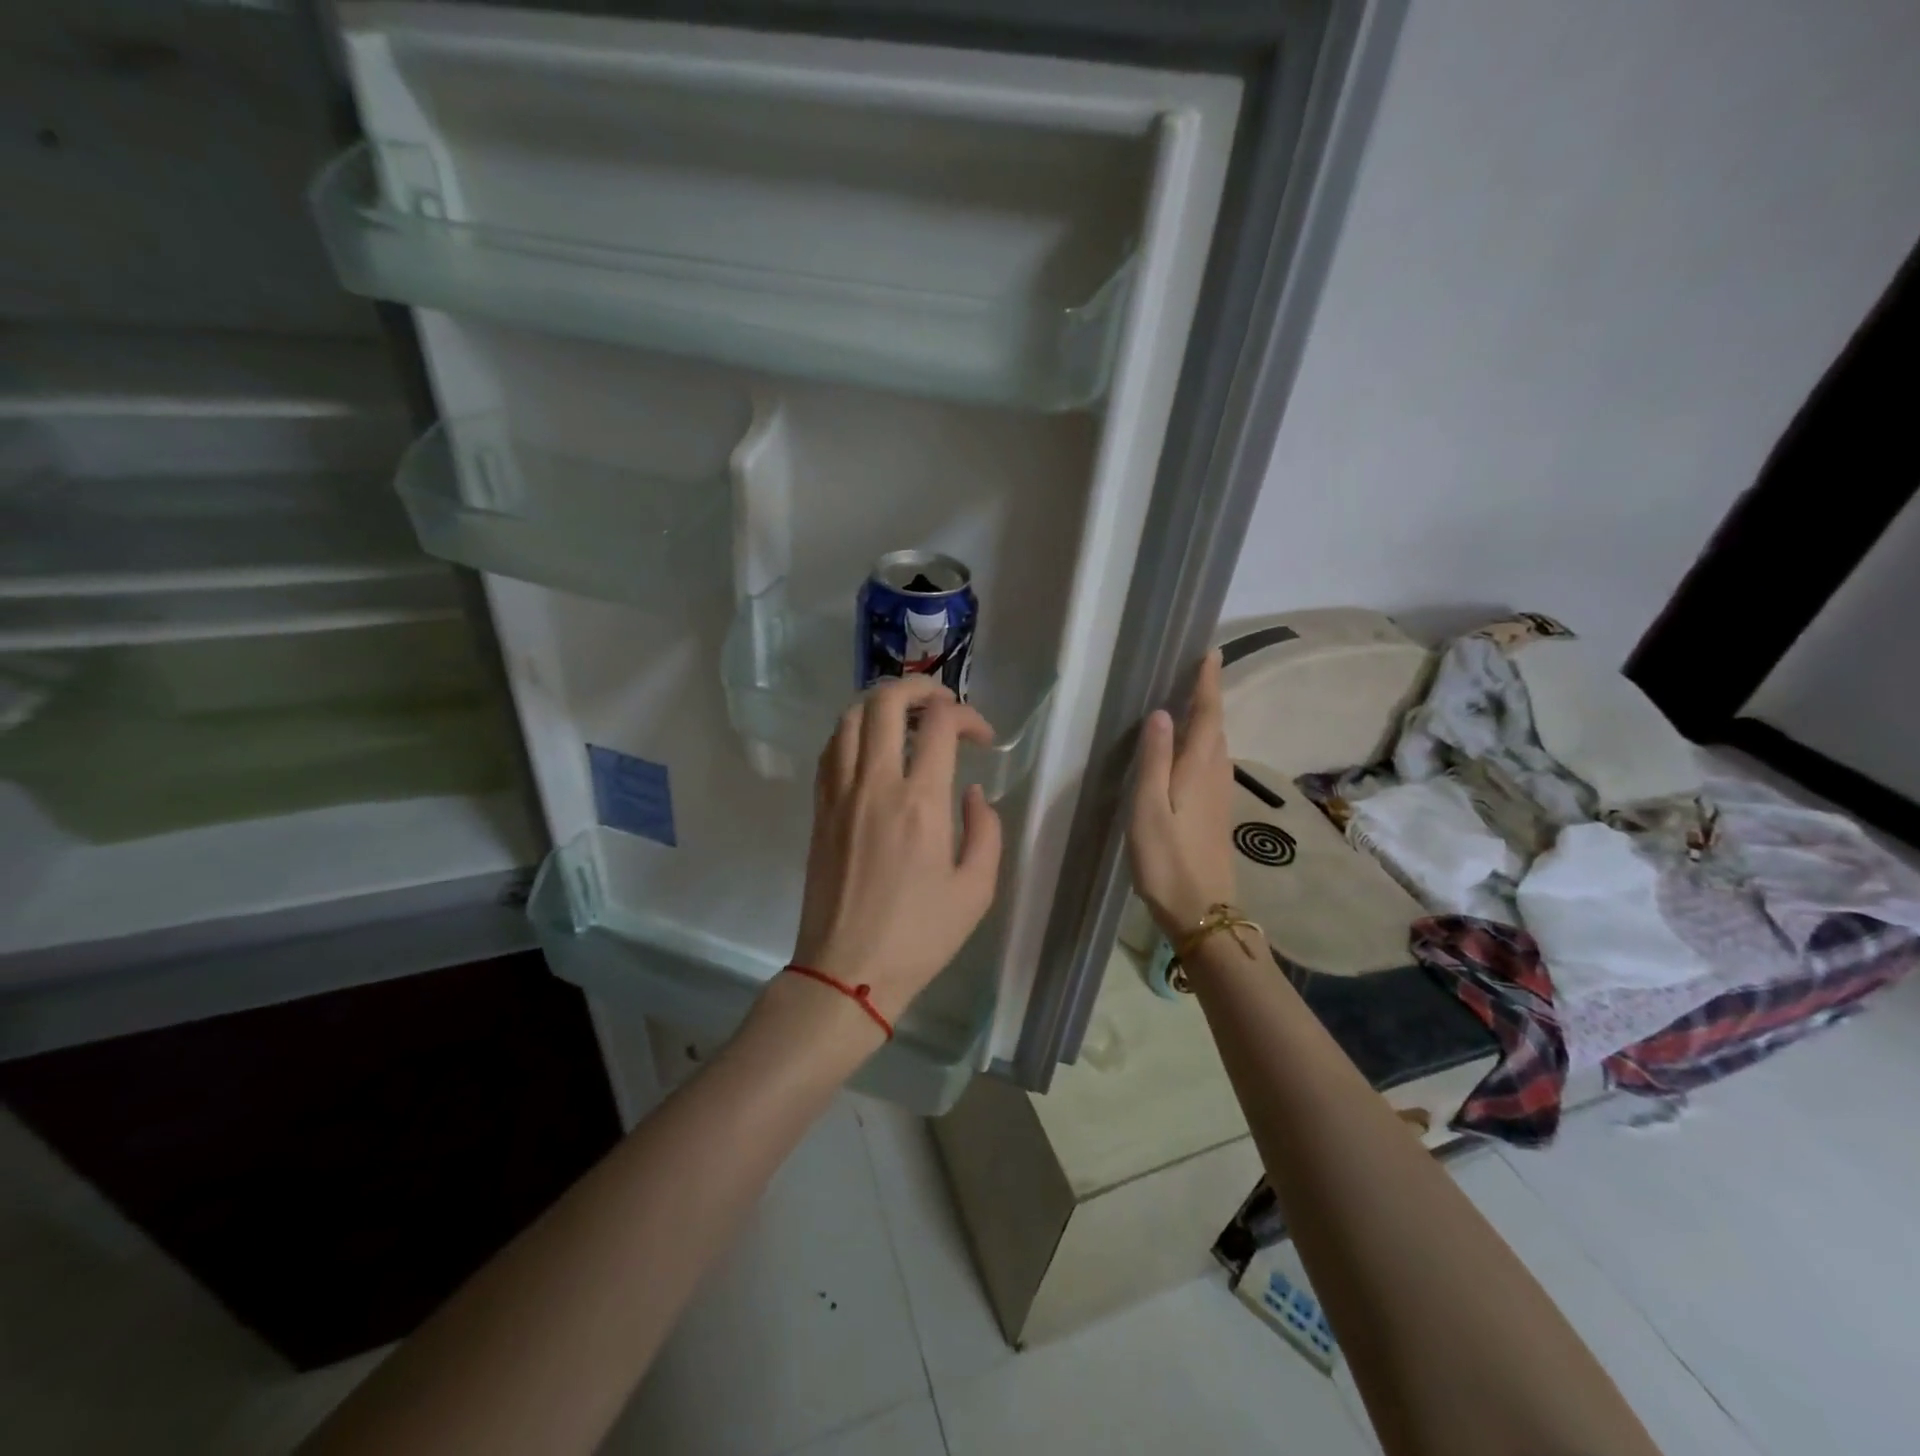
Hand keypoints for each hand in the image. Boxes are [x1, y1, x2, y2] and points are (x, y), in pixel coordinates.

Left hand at [787, 677, 1003, 1028]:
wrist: (847, 972)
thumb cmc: (919, 936)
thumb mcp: (977, 890)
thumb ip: (985, 830)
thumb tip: (972, 792)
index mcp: (920, 802)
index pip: (939, 723)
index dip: (966, 715)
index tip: (982, 738)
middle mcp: (875, 784)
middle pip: (885, 702)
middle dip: (918, 687)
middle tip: (942, 703)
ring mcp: (839, 794)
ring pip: (849, 719)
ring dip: (881, 705)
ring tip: (906, 719)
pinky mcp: (819, 810)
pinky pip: (830, 750)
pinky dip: (852, 733)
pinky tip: (871, 748)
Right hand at [1128, 648, 1235, 938]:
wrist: (1201, 909)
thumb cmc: (1166, 858)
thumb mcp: (1149, 807)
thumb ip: (1155, 759)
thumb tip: (1162, 713)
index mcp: (1199, 768)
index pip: (1208, 714)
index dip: (1209, 683)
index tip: (1211, 653)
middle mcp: (1215, 774)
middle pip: (1216, 726)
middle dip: (1209, 695)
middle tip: (1196, 670)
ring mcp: (1219, 795)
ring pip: (1216, 745)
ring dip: (1208, 718)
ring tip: (1191, 701)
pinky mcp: (1215, 811)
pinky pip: (1212, 762)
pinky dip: (1204, 742)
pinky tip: (1189, 750)